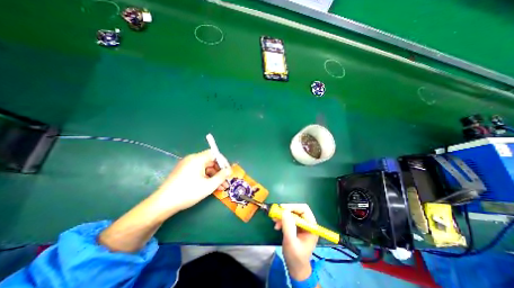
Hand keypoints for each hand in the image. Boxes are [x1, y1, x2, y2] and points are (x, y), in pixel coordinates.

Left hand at [153, 150, 231, 212]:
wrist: (163, 204)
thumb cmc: (188, 192)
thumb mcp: (209, 185)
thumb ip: (221, 176)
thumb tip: (229, 170)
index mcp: (197, 159)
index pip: (214, 154)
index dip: (223, 161)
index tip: (228, 171)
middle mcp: (192, 159)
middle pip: (210, 161)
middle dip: (220, 171)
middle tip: (226, 181)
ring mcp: (187, 166)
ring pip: (205, 168)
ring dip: (214, 176)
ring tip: (222, 187)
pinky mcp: (184, 172)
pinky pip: (199, 172)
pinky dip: (206, 178)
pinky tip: (212, 187)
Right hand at [273, 204, 317, 279]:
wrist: (295, 267)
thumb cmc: (296, 257)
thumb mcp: (291, 242)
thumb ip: (288, 226)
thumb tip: (284, 211)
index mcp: (311, 226)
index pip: (304, 209)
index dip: (293, 206)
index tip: (281, 209)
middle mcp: (307, 223)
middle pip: (297, 209)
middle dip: (286, 211)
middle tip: (276, 214)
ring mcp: (302, 224)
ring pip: (291, 212)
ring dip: (282, 215)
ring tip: (275, 222)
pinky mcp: (296, 226)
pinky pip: (288, 218)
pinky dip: (282, 219)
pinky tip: (277, 225)